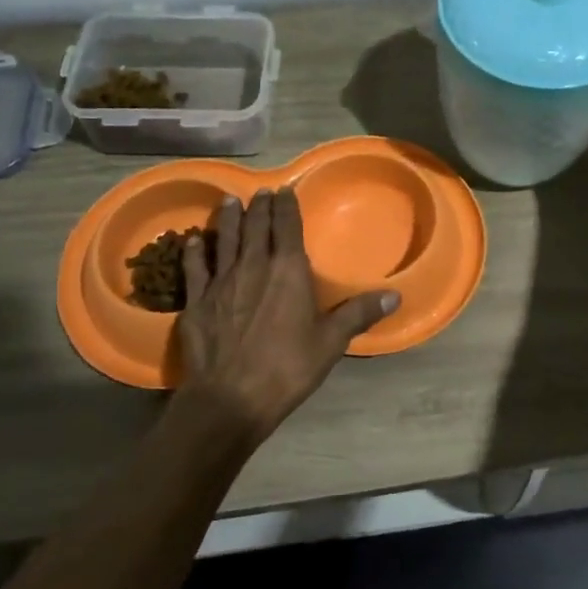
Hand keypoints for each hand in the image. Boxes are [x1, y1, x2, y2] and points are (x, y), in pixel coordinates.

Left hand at [174, 188, 399, 447]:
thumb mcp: (330, 343)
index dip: (286, 206)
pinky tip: (193, 240)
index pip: (287, 226)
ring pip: (225, 239)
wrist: (230, 398)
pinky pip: (195, 267)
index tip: (285, 190)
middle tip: (261, 192)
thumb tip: (395, 296)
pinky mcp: (196, 301)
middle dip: (259, 206)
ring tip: (229, 200)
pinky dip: (195, 251)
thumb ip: (358, 314)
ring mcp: (221, 281)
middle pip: (255, 227)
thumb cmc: (287, 368)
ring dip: (228, 218)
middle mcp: (253, 265)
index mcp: (287, 270)